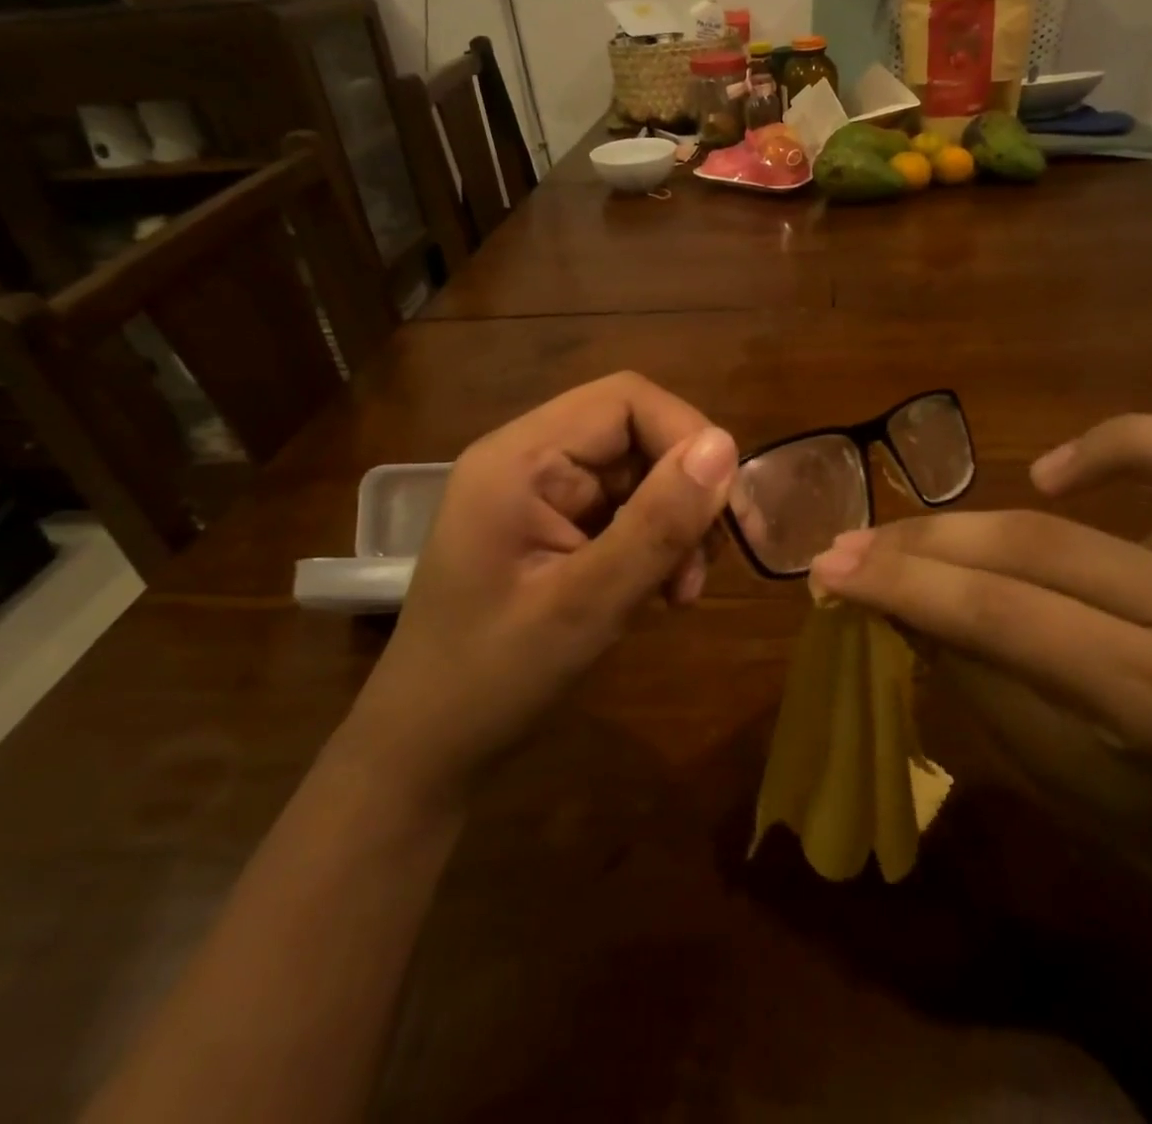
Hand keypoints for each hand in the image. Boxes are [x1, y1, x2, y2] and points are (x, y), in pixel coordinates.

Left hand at [343, 373, 737, 799]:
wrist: (427, 750)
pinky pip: (623, 511)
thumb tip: (725, 446)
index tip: (723, 508)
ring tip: (680, 592)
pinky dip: (654, 544)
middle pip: (635, 435)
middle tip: (703, 567)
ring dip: (674, 524)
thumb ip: (656, 524)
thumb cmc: (492, 679)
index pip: (624, 400)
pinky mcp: (552, 528)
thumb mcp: (585, 605)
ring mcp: (539, 496)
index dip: (686, 436)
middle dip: (684, 492)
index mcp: (520, 459)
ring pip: (638, 476)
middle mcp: (529, 461)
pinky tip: (659, 593)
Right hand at [808, 414, 1151, 919]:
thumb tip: (879, 584)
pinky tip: (1062, 471)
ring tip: (934, 520)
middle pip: (1037, 547)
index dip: (905, 584)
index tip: (830, 571)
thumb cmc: (1139, 812)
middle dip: (924, 543)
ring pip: (1101, 493)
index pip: (1006, 615)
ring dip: (996, 497)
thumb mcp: (1032, 755)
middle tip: (849, 547)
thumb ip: (959, 654)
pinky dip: (1145, 443)